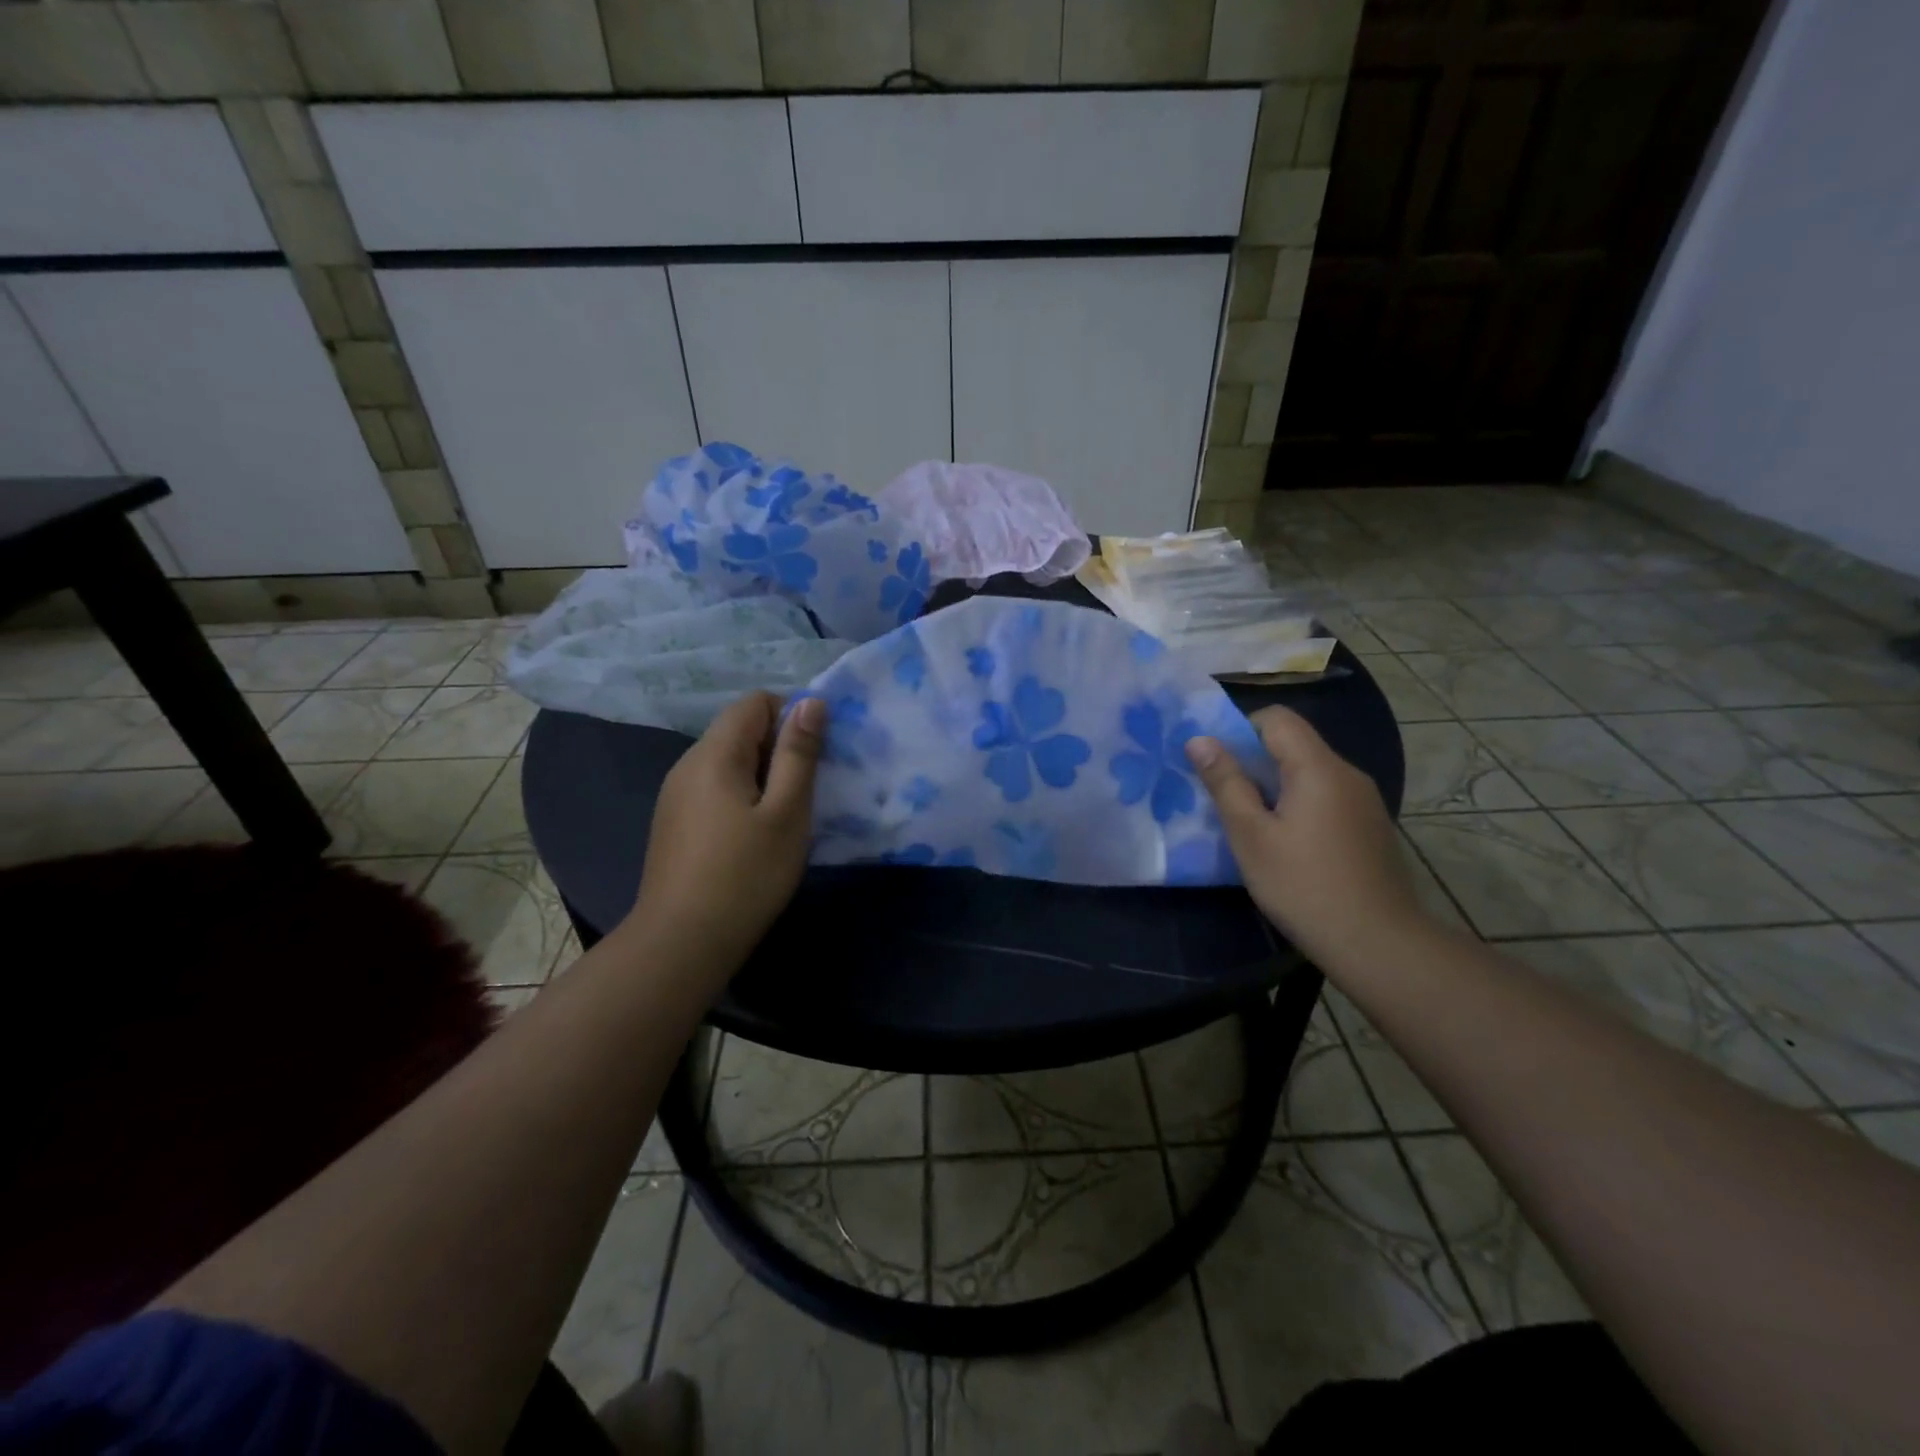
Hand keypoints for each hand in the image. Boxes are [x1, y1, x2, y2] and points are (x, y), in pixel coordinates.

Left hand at [627, 692, 824, 967]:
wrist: (681, 944)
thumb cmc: (745, 875)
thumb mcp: (787, 812)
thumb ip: (799, 754)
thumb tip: (811, 702)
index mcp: (714, 754)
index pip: (755, 702)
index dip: (791, 716)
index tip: (814, 757)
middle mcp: (687, 765)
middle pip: (740, 730)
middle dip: (779, 749)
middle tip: (807, 792)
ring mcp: (676, 795)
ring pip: (729, 762)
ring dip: (763, 776)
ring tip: (785, 818)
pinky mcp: (674, 823)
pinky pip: (715, 789)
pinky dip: (742, 798)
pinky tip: (754, 838)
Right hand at [1185, 706, 1426, 965]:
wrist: (1378, 943)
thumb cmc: (1303, 886)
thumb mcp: (1251, 835)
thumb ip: (1225, 782)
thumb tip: (1199, 740)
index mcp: (1318, 768)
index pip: (1277, 718)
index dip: (1241, 729)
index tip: (1217, 763)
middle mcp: (1348, 774)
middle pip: (1294, 745)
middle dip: (1254, 762)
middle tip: (1224, 797)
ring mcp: (1365, 801)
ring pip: (1310, 774)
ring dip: (1275, 787)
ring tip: (1251, 824)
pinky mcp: (1371, 827)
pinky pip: (1326, 798)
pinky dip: (1299, 806)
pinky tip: (1287, 845)